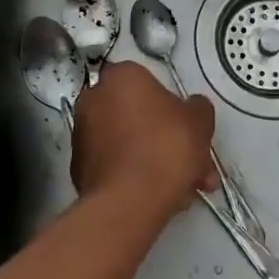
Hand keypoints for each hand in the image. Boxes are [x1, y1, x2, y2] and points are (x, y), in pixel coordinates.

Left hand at [72, 61, 216, 223]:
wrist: (129, 202)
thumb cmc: (166, 146)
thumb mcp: (199, 120)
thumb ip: (197, 108)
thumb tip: (191, 107)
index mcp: (121, 76)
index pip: (149, 82)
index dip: (172, 106)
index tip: (188, 128)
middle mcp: (94, 99)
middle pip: (139, 116)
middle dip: (168, 140)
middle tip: (193, 164)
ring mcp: (83, 135)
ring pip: (129, 144)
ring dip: (156, 161)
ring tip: (184, 189)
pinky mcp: (79, 169)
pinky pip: (116, 165)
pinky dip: (135, 176)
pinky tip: (160, 198)